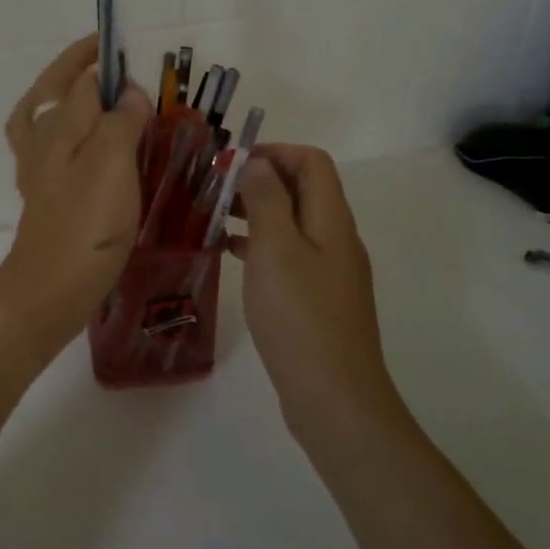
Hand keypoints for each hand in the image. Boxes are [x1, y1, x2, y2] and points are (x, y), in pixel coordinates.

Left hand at [0, 35, 151, 362]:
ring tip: (88, 88)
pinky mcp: (43, 194)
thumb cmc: (85, 225)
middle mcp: (42, 140)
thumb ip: (120, 121)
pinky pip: (46, 149)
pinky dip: (59, 132)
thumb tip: (128, 91)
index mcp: (58, 126)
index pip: (80, 77)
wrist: (49, 289)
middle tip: (106, 55)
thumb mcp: (111, 165)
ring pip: (42, 115)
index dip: (103, 61)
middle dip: (77, 66)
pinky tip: (79, 144)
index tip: (131, 52)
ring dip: (61, 94)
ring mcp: (37, 168)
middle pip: (54, 89)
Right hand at [229, 144, 399, 437]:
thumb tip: (257, 162)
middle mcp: (335, 237)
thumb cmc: (300, 316)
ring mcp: (329, 270)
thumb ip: (267, 199)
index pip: (311, 161)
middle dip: (259, 180)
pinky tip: (231, 254)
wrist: (334, 396)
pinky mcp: (317, 297)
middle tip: (214, 189)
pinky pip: (288, 253)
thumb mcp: (276, 248)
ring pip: (291, 222)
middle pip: (302, 188)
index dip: (273, 152)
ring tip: (214, 217)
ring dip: (256, 211)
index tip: (230, 164)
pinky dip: (260, 244)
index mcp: (331, 219)